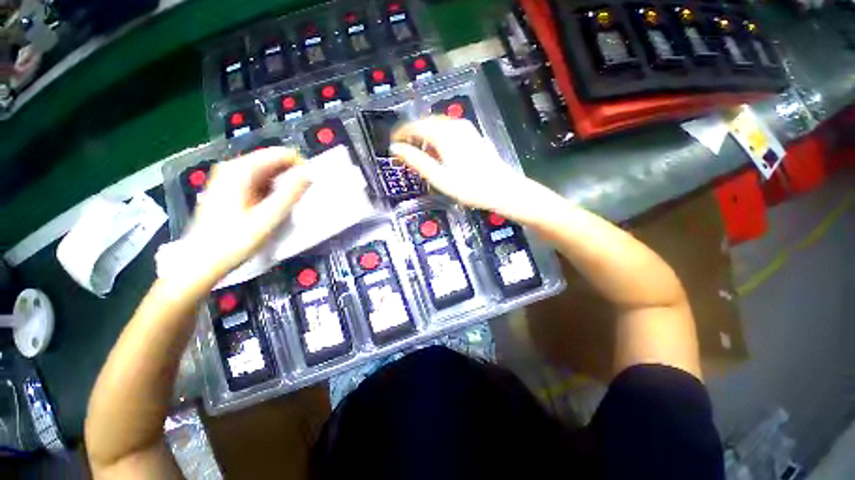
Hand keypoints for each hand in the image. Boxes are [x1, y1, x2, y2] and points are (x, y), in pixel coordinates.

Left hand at [183, 147, 310, 281]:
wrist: (202, 261)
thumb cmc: (234, 240)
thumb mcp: (268, 218)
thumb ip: (290, 194)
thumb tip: (308, 175)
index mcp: (241, 170)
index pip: (280, 154)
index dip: (300, 166)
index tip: (311, 185)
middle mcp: (233, 168)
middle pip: (273, 161)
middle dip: (293, 176)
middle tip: (304, 197)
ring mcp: (229, 178)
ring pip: (267, 172)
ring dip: (284, 185)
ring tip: (292, 204)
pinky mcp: (230, 189)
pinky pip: (259, 182)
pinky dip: (273, 190)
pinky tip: (276, 207)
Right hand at [391, 117, 559, 223]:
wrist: (501, 189)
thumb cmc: (468, 186)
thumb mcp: (438, 177)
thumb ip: (416, 161)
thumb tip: (395, 148)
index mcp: (444, 135)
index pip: (416, 127)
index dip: (401, 134)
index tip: (393, 143)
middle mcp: (454, 126)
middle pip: (427, 123)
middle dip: (413, 133)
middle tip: (405, 148)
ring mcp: (466, 129)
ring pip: (439, 125)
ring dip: (426, 135)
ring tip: (420, 151)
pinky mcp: (473, 135)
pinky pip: (449, 130)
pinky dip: (439, 137)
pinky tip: (439, 150)